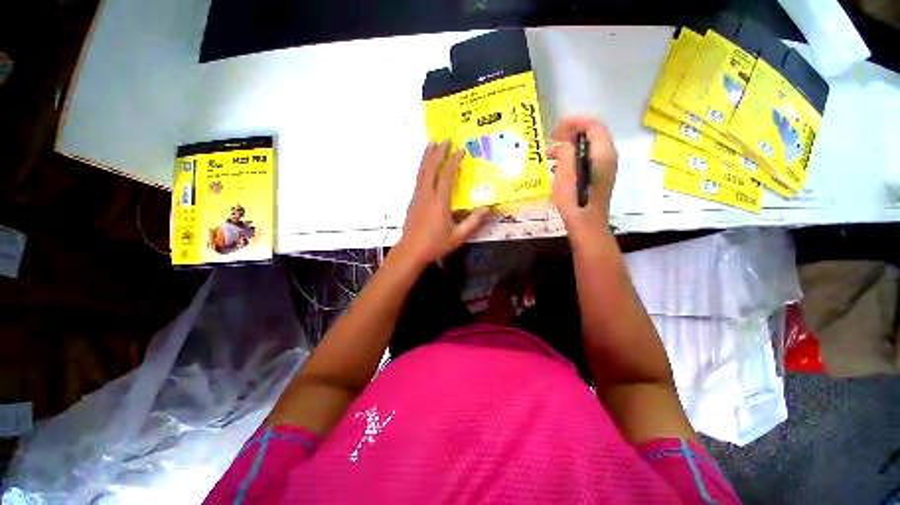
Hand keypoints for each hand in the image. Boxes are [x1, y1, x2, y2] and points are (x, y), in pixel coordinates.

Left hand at [395, 141, 490, 266]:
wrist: (410, 252)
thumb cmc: (435, 245)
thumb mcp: (457, 237)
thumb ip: (473, 222)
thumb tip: (487, 209)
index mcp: (439, 202)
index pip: (447, 175)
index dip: (454, 161)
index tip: (461, 149)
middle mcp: (427, 195)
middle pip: (431, 168)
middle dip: (438, 152)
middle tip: (445, 139)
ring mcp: (417, 197)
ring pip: (421, 171)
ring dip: (427, 156)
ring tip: (432, 144)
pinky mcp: (412, 201)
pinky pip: (418, 179)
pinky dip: (422, 168)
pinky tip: (425, 166)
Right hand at [548, 116, 617, 239]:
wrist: (587, 226)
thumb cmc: (575, 203)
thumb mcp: (565, 176)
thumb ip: (566, 154)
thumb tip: (564, 144)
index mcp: (603, 154)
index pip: (593, 125)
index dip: (575, 122)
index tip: (556, 128)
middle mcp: (608, 157)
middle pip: (592, 134)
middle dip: (570, 133)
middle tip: (550, 141)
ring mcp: (604, 167)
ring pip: (588, 147)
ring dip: (568, 147)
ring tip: (548, 155)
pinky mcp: (598, 176)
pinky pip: (586, 158)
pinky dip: (572, 157)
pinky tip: (557, 167)